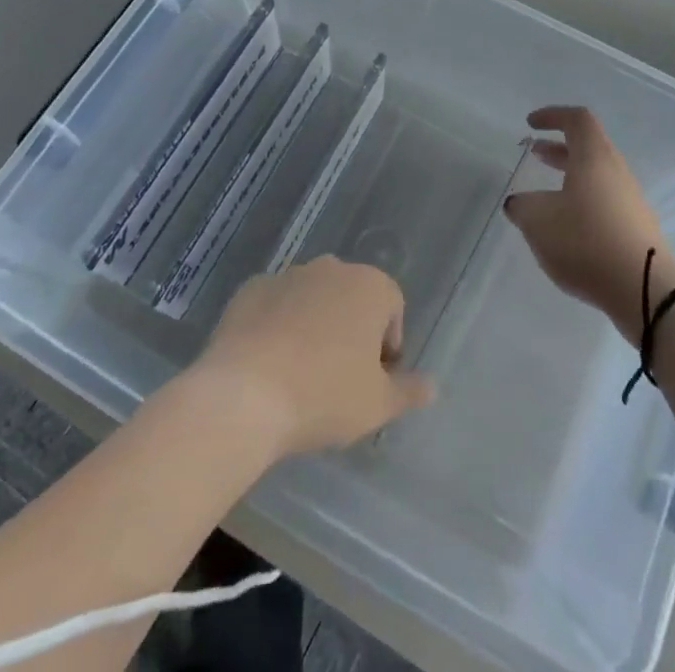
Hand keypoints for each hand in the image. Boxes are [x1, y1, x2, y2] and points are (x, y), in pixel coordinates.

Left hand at [193, 257, 434, 458]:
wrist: (243, 395)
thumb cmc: (324, 395)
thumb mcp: (377, 405)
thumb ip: (408, 391)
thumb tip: (431, 386)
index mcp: (370, 286)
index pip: (392, 308)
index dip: (388, 346)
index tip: (373, 381)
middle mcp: (332, 268)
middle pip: (352, 298)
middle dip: (351, 330)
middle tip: (339, 378)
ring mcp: (288, 275)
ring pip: (312, 298)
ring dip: (313, 325)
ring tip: (300, 373)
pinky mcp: (251, 289)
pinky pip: (275, 305)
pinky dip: (276, 325)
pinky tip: (267, 363)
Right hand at [504, 106, 674, 343]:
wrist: (645, 289)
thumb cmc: (586, 241)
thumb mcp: (539, 222)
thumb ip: (523, 207)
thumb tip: (518, 203)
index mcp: (594, 157)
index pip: (576, 119)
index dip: (552, 116)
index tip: (530, 124)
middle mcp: (615, 171)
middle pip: (588, 147)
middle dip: (558, 147)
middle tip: (535, 153)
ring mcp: (629, 200)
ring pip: (596, 175)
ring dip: (569, 175)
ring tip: (545, 193)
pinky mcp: (635, 227)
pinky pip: (604, 200)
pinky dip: (581, 200)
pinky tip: (566, 226)